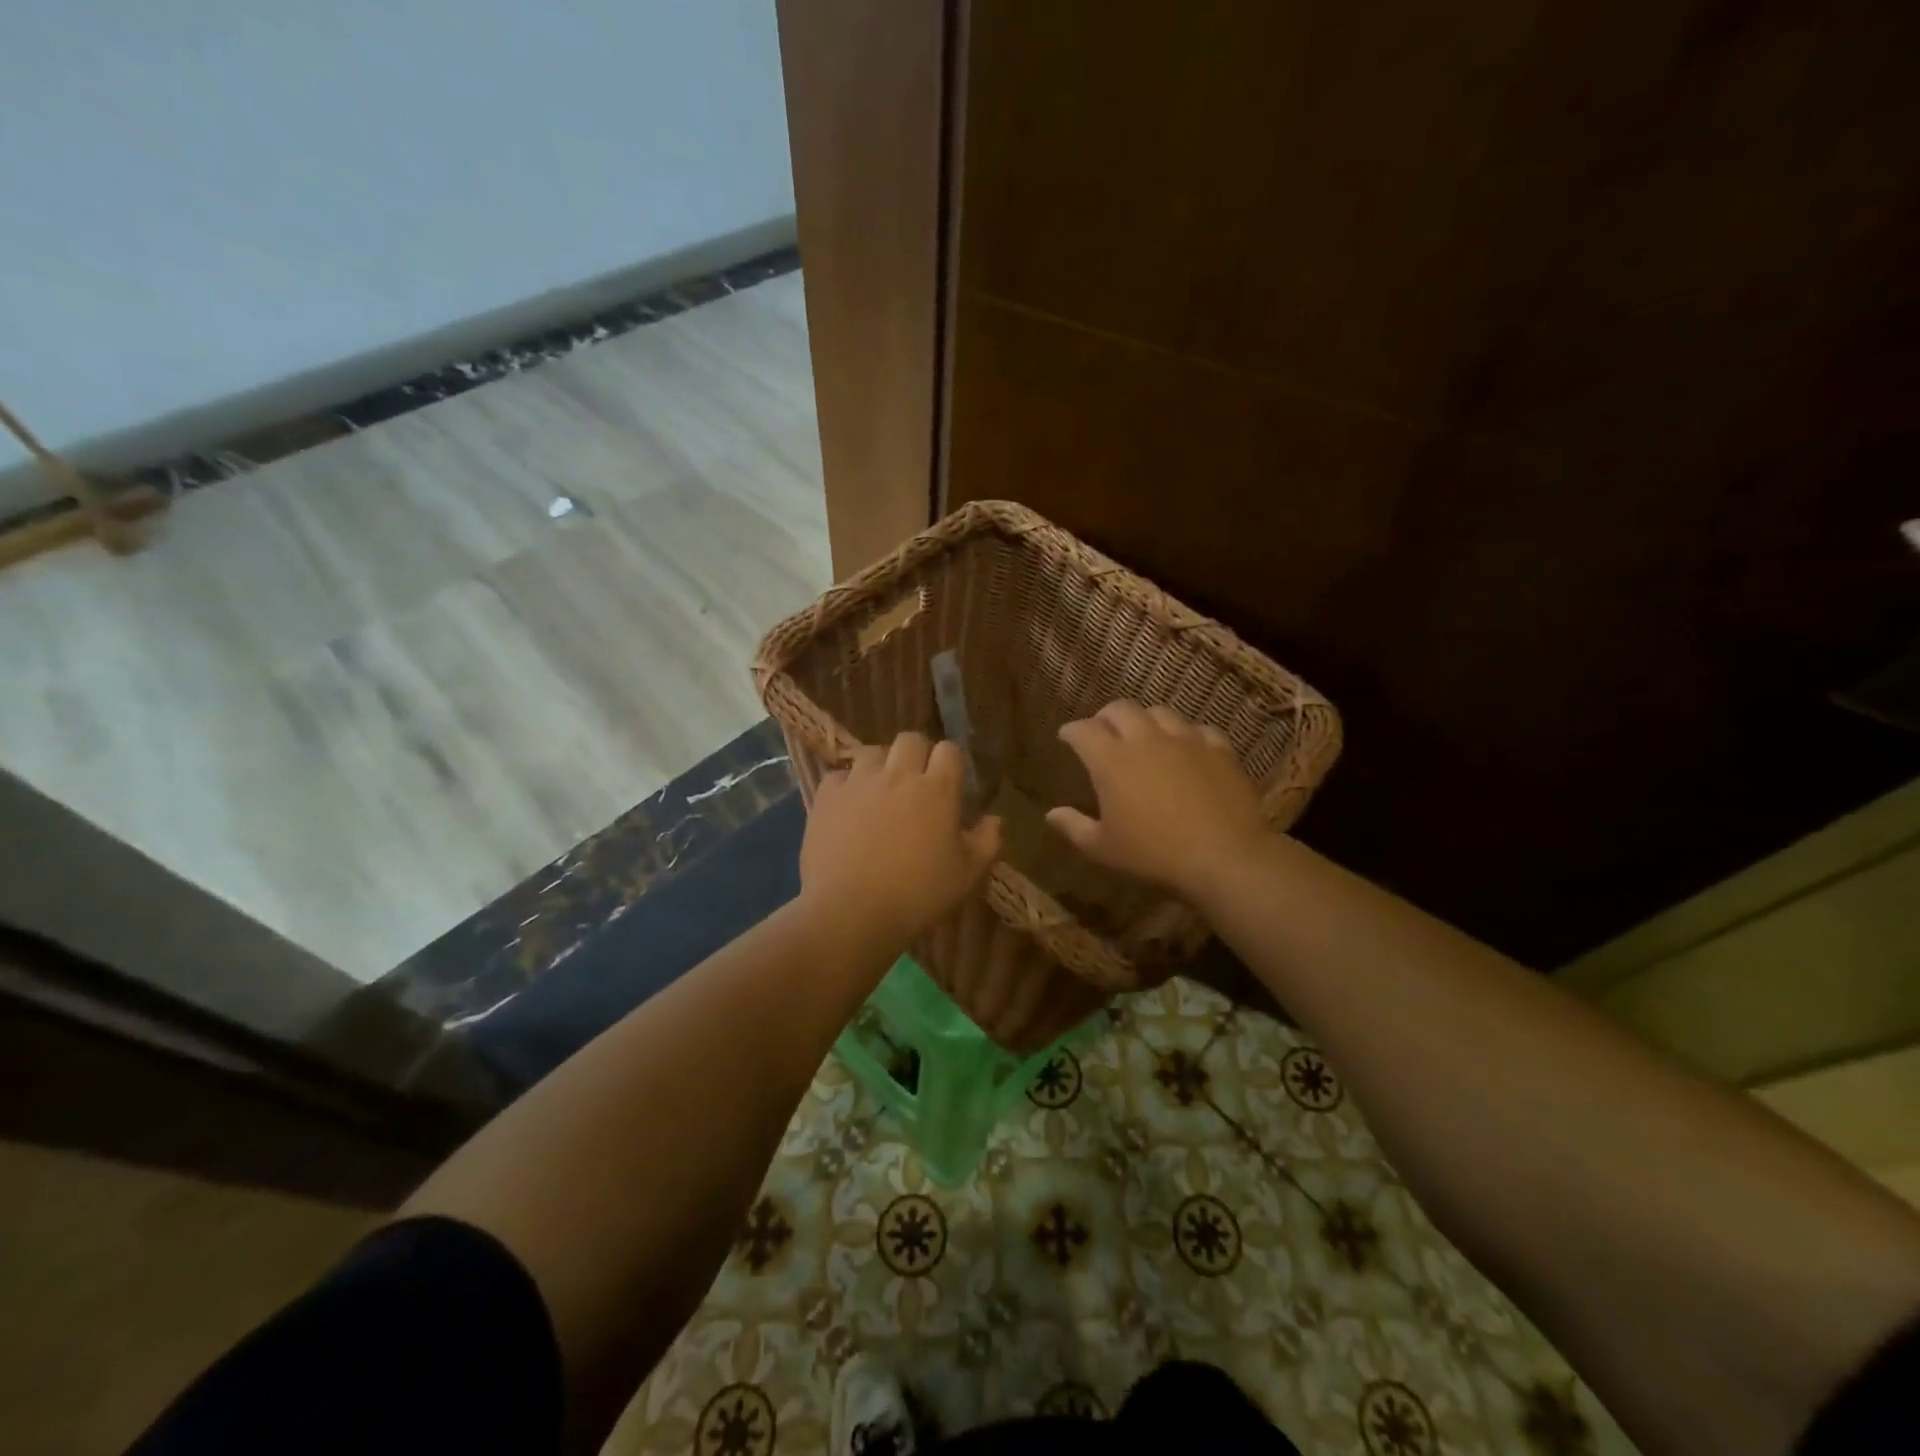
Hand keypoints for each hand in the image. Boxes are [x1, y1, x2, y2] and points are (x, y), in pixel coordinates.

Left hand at [800, 732, 1002, 944]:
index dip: (951, 763)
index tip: (950, 784)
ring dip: (880, 767)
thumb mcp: (967, 876)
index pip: (949, 750)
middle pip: (910, 740)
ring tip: (879, 793)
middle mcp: (898, 775)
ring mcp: (858, 782)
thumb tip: (995, 819)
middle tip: (915, 784)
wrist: (851, 913)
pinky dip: (846, 787)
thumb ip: (987, 842)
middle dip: (916, 754)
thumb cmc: (917, 896)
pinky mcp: (826, 796)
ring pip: (871, 752)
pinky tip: (848, 808)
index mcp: (937, 789)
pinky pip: (838, 776)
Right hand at [1047, 700, 1264, 897]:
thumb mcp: (1103, 849)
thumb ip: (1073, 827)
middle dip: (1105, 716)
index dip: (1071, 731)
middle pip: (1120, 709)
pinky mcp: (1219, 750)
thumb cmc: (1153, 855)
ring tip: (1145, 735)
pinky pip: (1199, 730)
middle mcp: (1146, 739)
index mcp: (1111, 760)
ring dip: (1146, 720)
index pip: (1082, 731)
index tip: (1066, 737)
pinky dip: (1186, 735)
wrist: (1223, 857)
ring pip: (1160, 712)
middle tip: (1102, 731)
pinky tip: (1187, 748)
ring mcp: (1185, 740)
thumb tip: (1051, 814)